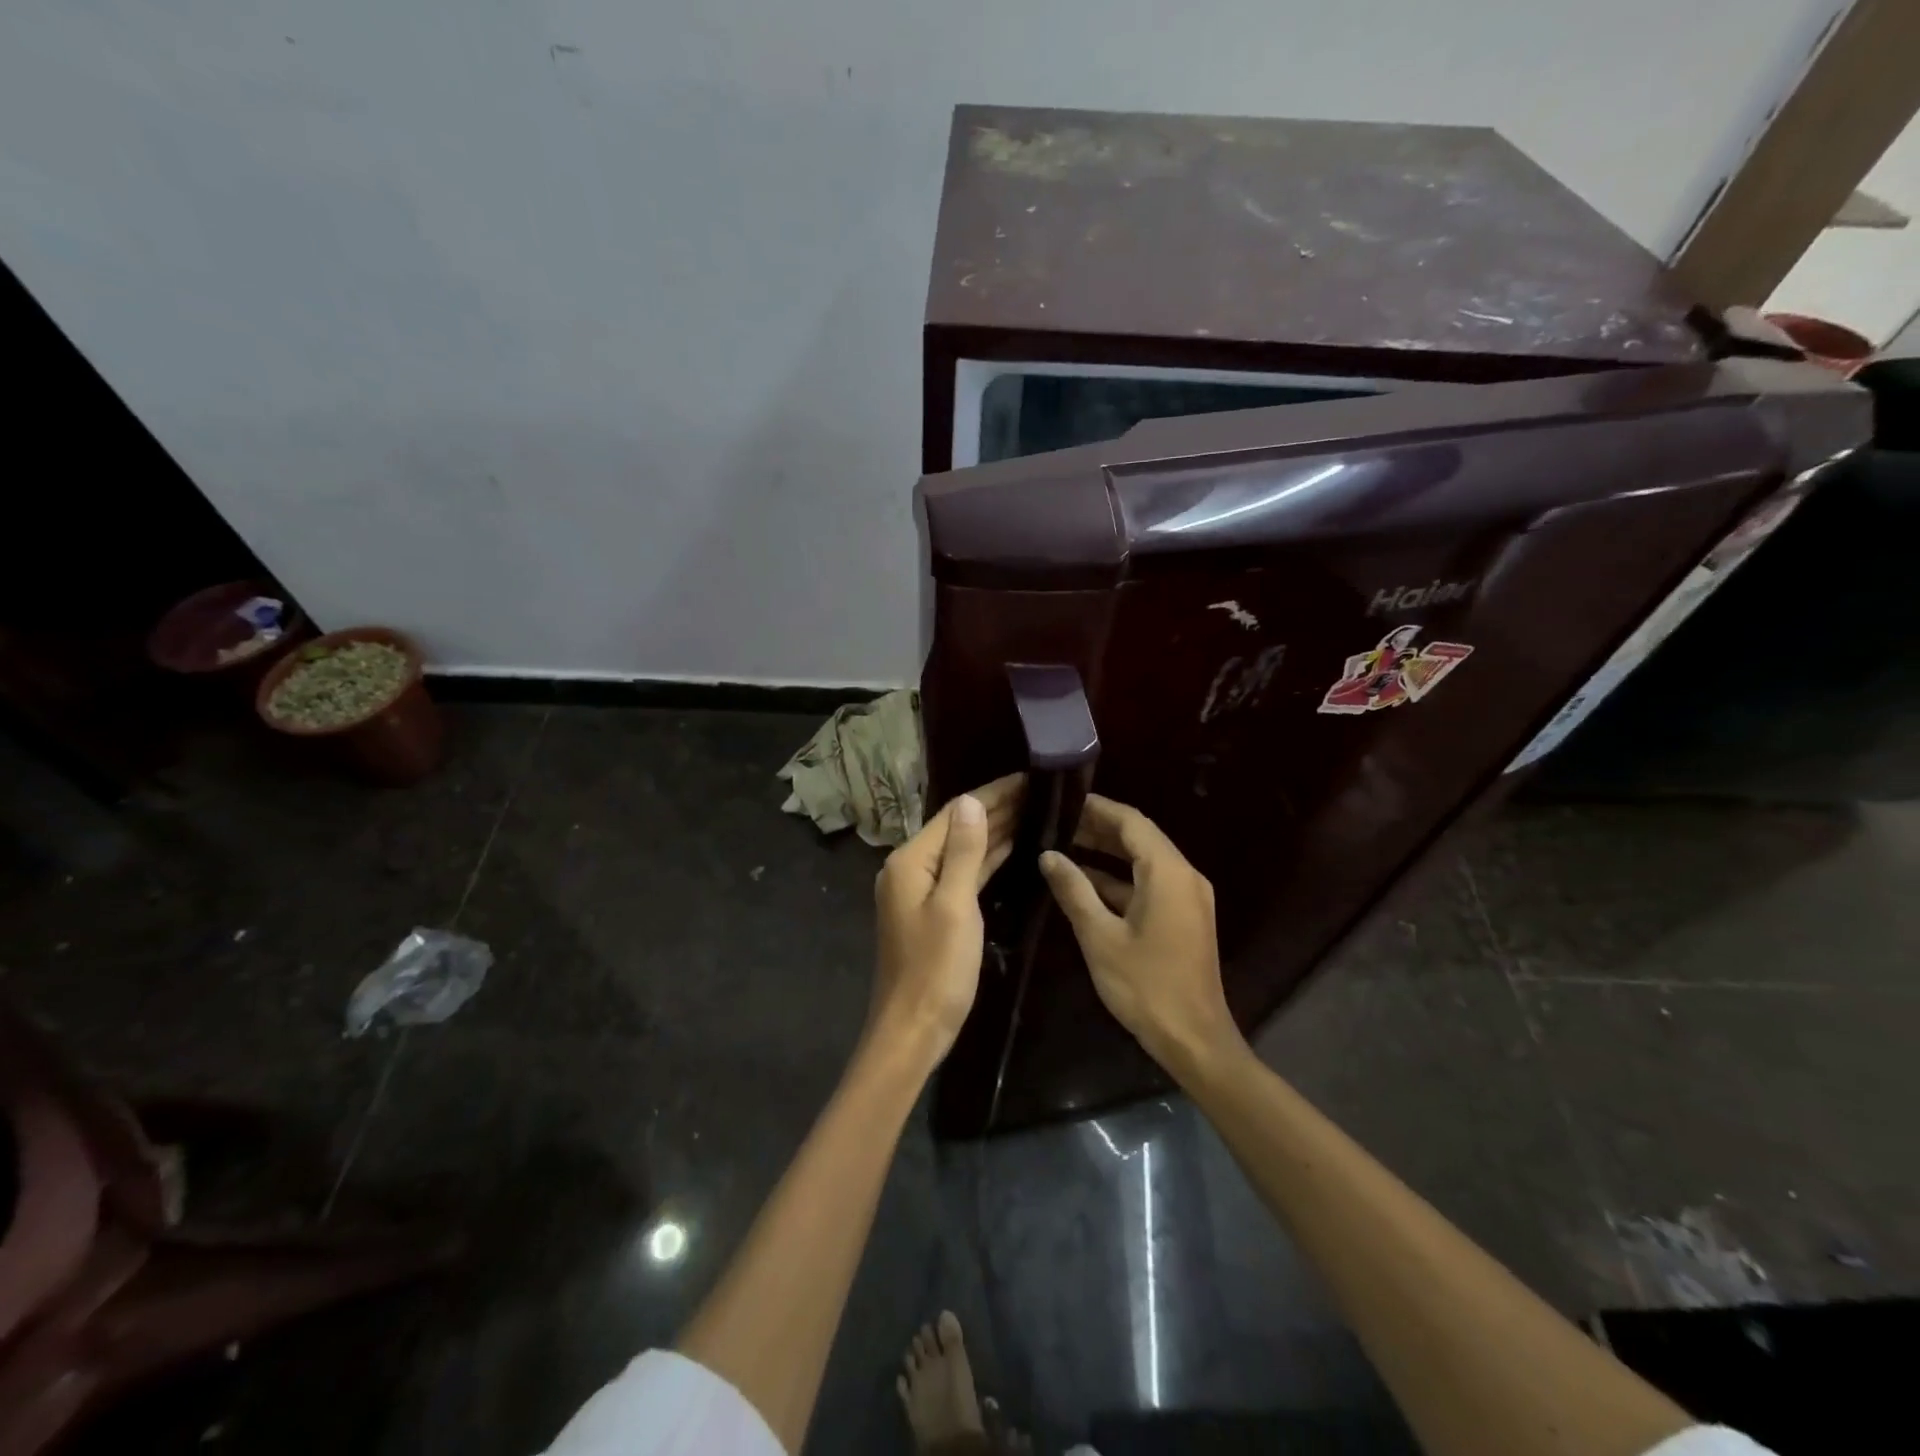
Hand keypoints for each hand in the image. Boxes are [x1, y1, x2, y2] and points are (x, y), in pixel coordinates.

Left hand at [869, 773, 1024, 1064]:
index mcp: (910, 860)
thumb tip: (972, 800)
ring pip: (962, 850)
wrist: (913, 1030)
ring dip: (995, 831)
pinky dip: (986, 859)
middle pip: (958, 828)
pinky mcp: (933, 910)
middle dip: (996, 809)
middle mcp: (911, 867)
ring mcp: (920, 890)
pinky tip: (1012, 848)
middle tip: (1040, 792)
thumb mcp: (954, 906)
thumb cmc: (935, 969)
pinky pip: (962, 873)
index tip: (1028, 778)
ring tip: (1034, 811)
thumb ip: (964, 851)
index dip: (992, 794)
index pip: (955, 813)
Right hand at [1039, 795, 1243, 1075]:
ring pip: (1144, 861)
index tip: (1064, 800)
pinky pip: (1151, 884)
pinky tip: (1086, 884)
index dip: (1098, 808)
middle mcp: (1184, 875)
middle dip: (1099, 829)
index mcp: (1168, 873)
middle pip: (1140, 838)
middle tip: (1057, 822)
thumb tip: (1048, 855)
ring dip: (1108, 854)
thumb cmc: (1145, 986)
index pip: (1131, 822)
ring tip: (1065, 846)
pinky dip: (1121, 879)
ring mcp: (1188, 897)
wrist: (1194, 1039)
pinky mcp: (1185, 917)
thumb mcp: (1100, 936)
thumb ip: (1074, 890)